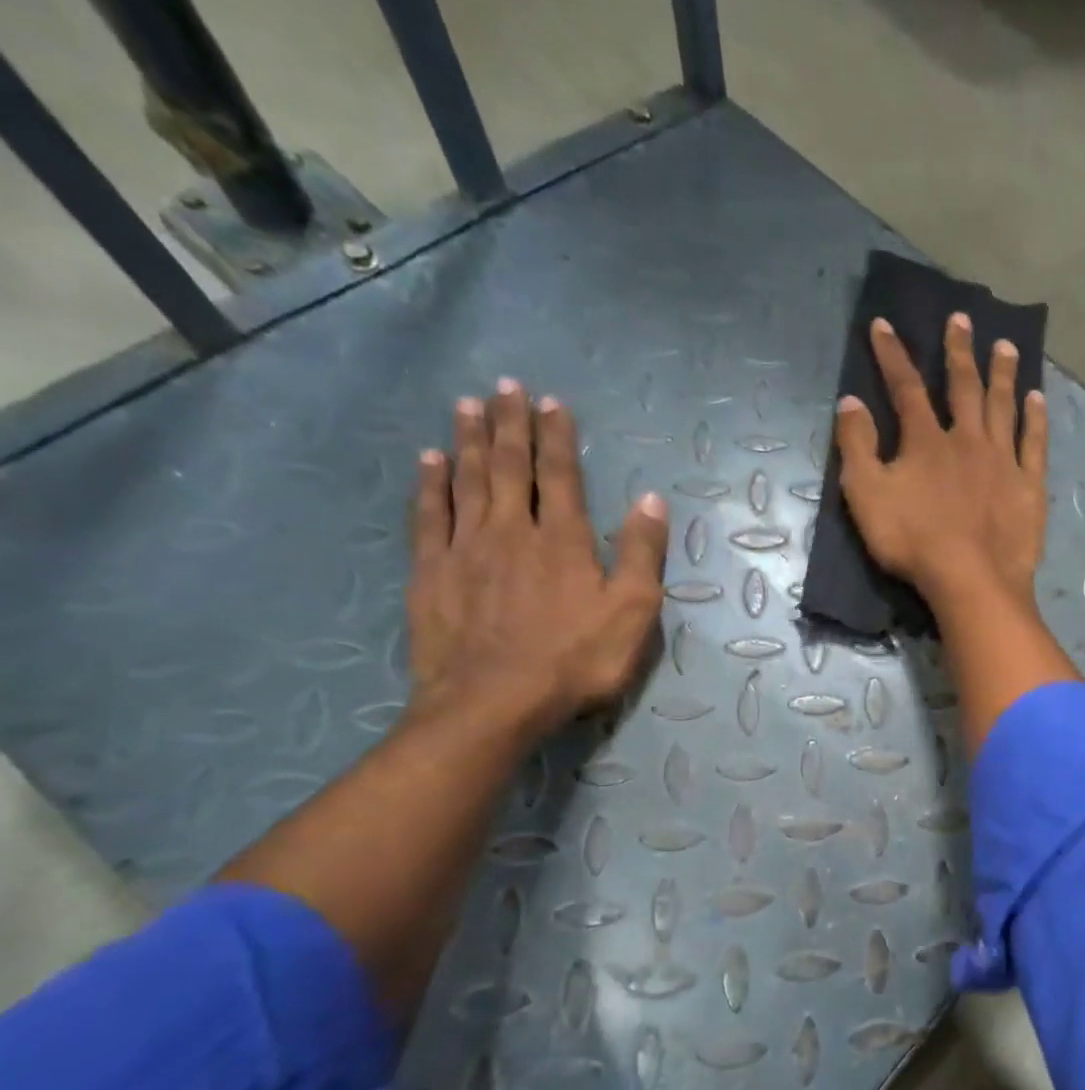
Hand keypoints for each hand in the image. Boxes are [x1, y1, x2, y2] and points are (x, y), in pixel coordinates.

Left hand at [408, 380, 669, 733]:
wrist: (493, 702)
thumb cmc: (575, 661)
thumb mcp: (632, 614)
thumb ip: (641, 555)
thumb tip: (650, 500)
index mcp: (563, 540)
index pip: (560, 475)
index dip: (557, 437)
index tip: (551, 402)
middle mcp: (511, 531)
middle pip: (507, 466)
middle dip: (508, 424)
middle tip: (504, 386)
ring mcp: (465, 549)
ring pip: (466, 481)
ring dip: (467, 440)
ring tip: (466, 405)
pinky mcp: (432, 573)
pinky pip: (430, 515)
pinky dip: (430, 484)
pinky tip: (429, 462)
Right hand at [835, 314, 1048, 603]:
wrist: (971, 579)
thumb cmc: (913, 541)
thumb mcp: (866, 495)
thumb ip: (857, 447)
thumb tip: (850, 402)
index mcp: (926, 441)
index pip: (905, 387)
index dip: (892, 355)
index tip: (884, 324)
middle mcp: (968, 439)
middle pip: (963, 386)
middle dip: (959, 351)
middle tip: (962, 319)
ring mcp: (1003, 461)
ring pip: (1003, 406)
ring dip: (1002, 374)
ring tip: (1006, 346)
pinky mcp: (1029, 486)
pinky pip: (1035, 443)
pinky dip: (1036, 419)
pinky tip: (1038, 398)